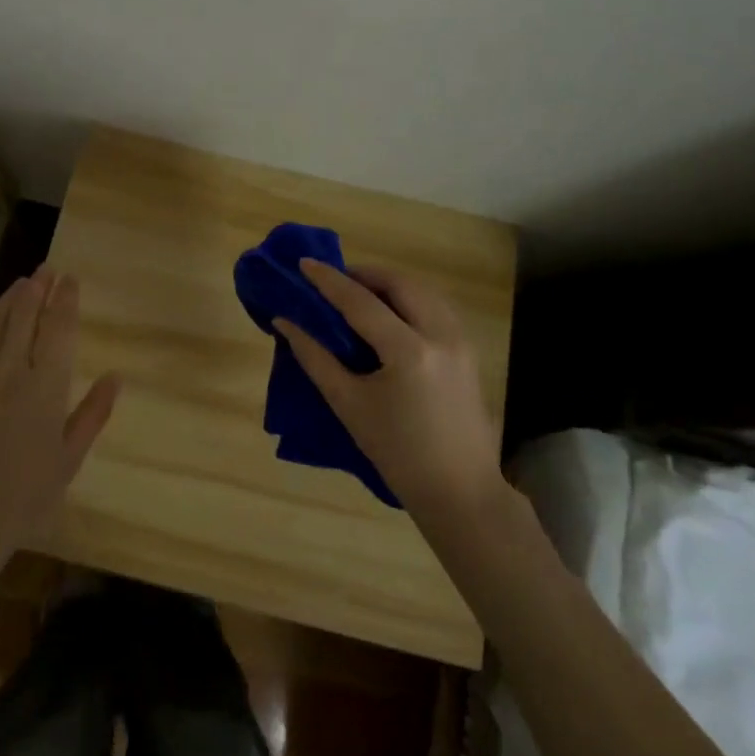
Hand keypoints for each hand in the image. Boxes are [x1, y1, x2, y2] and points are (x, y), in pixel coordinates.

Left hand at [0, 268, 119, 594]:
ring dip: (8, 298)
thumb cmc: (23, 498)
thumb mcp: (69, 459)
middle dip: (38, 287)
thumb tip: (116, 376)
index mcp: (46, 386)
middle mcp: (10, 370)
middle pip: (25, 315)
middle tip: (46, 269)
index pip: (58, 328)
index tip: (70, 279)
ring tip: (20, 283)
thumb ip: (93, 413)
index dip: (65, 299)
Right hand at [274, 261, 506, 523]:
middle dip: (364, 275)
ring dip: (389, 284)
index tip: (304, 263)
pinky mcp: (470, 351)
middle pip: (399, 284)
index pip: (361, 302)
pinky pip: (437, 307)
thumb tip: (285, 323)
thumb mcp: (349, 405)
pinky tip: (391, 313)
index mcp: (409, 352)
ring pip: (423, 291)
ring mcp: (461, 341)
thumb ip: (315, 358)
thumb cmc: (397, 454)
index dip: (329, 281)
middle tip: (334, 281)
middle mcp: (440, 336)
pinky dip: (410, 299)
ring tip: (359, 292)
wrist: (459, 492)